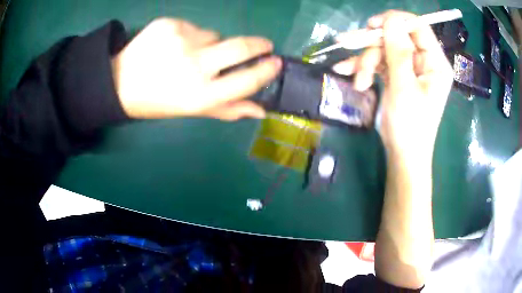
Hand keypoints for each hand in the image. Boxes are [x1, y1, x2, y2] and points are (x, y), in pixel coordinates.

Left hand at [111, 18, 281, 119]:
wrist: (119, 82)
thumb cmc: (158, 101)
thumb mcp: (192, 110)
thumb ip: (228, 109)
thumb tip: (261, 110)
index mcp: (200, 94)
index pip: (246, 79)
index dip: (266, 70)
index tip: (277, 63)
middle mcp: (193, 65)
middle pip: (240, 46)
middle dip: (258, 44)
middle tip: (264, 45)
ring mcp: (180, 39)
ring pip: (215, 35)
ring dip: (211, 44)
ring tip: (188, 54)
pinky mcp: (169, 23)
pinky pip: (194, 27)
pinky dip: (191, 36)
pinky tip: (173, 46)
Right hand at [333, 11, 452, 163]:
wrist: (402, 155)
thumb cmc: (410, 126)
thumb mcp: (404, 87)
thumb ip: (398, 51)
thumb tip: (391, 20)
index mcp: (435, 63)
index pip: (418, 27)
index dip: (396, 21)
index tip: (373, 26)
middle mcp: (424, 62)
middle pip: (396, 37)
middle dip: (374, 45)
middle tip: (351, 49)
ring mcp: (410, 69)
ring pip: (384, 49)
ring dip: (366, 61)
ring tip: (358, 82)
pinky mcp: (397, 76)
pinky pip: (379, 62)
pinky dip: (364, 67)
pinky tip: (349, 74)